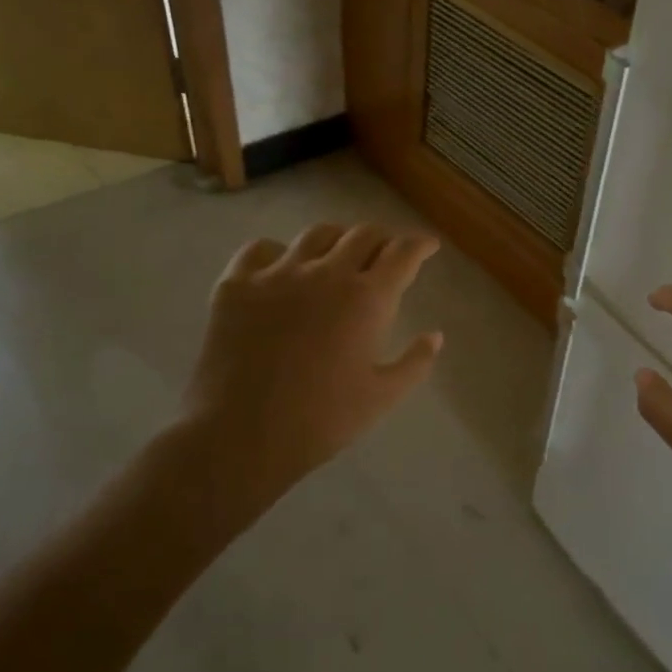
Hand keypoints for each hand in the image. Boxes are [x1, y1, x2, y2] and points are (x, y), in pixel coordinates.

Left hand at [170, 223, 443, 519]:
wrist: (241, 437)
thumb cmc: (321, 421)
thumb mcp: (382, 397)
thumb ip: (415, 363)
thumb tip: (435, 336)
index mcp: (367, 298)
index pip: (403, 253)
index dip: (420, 244)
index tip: (428, 245)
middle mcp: (325, 273)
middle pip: (362, 234)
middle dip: (382, 239)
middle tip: (387, 254)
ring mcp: (277, 274)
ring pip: (316, 235)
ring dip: (337, 240)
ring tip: (338, 255)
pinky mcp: (236, 284)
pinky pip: (260, 249)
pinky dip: (279, 253)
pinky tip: (282, 269)